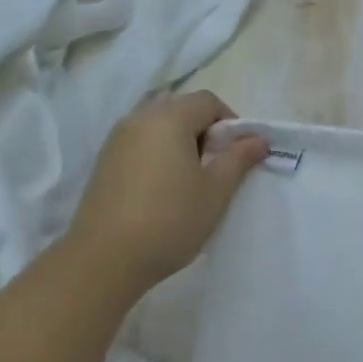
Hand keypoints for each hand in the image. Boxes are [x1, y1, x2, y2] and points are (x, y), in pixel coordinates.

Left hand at [66, 91, 268, 287]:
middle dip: (204, 130)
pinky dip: (157, 154)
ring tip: (188, 180)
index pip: (207, 101)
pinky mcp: (104, 162)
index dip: (230, 123)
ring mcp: (116, 140)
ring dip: (179, 142)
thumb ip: (238, 158)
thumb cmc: (170, 220)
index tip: (237, 156)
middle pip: (180, 108)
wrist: (104, 260)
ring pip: (158, 125)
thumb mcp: (215, 191)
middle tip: (215, 167)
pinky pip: (139, 143)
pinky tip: (161, 190)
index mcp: (168, 118)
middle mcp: (139, 119)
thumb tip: (258, 138)